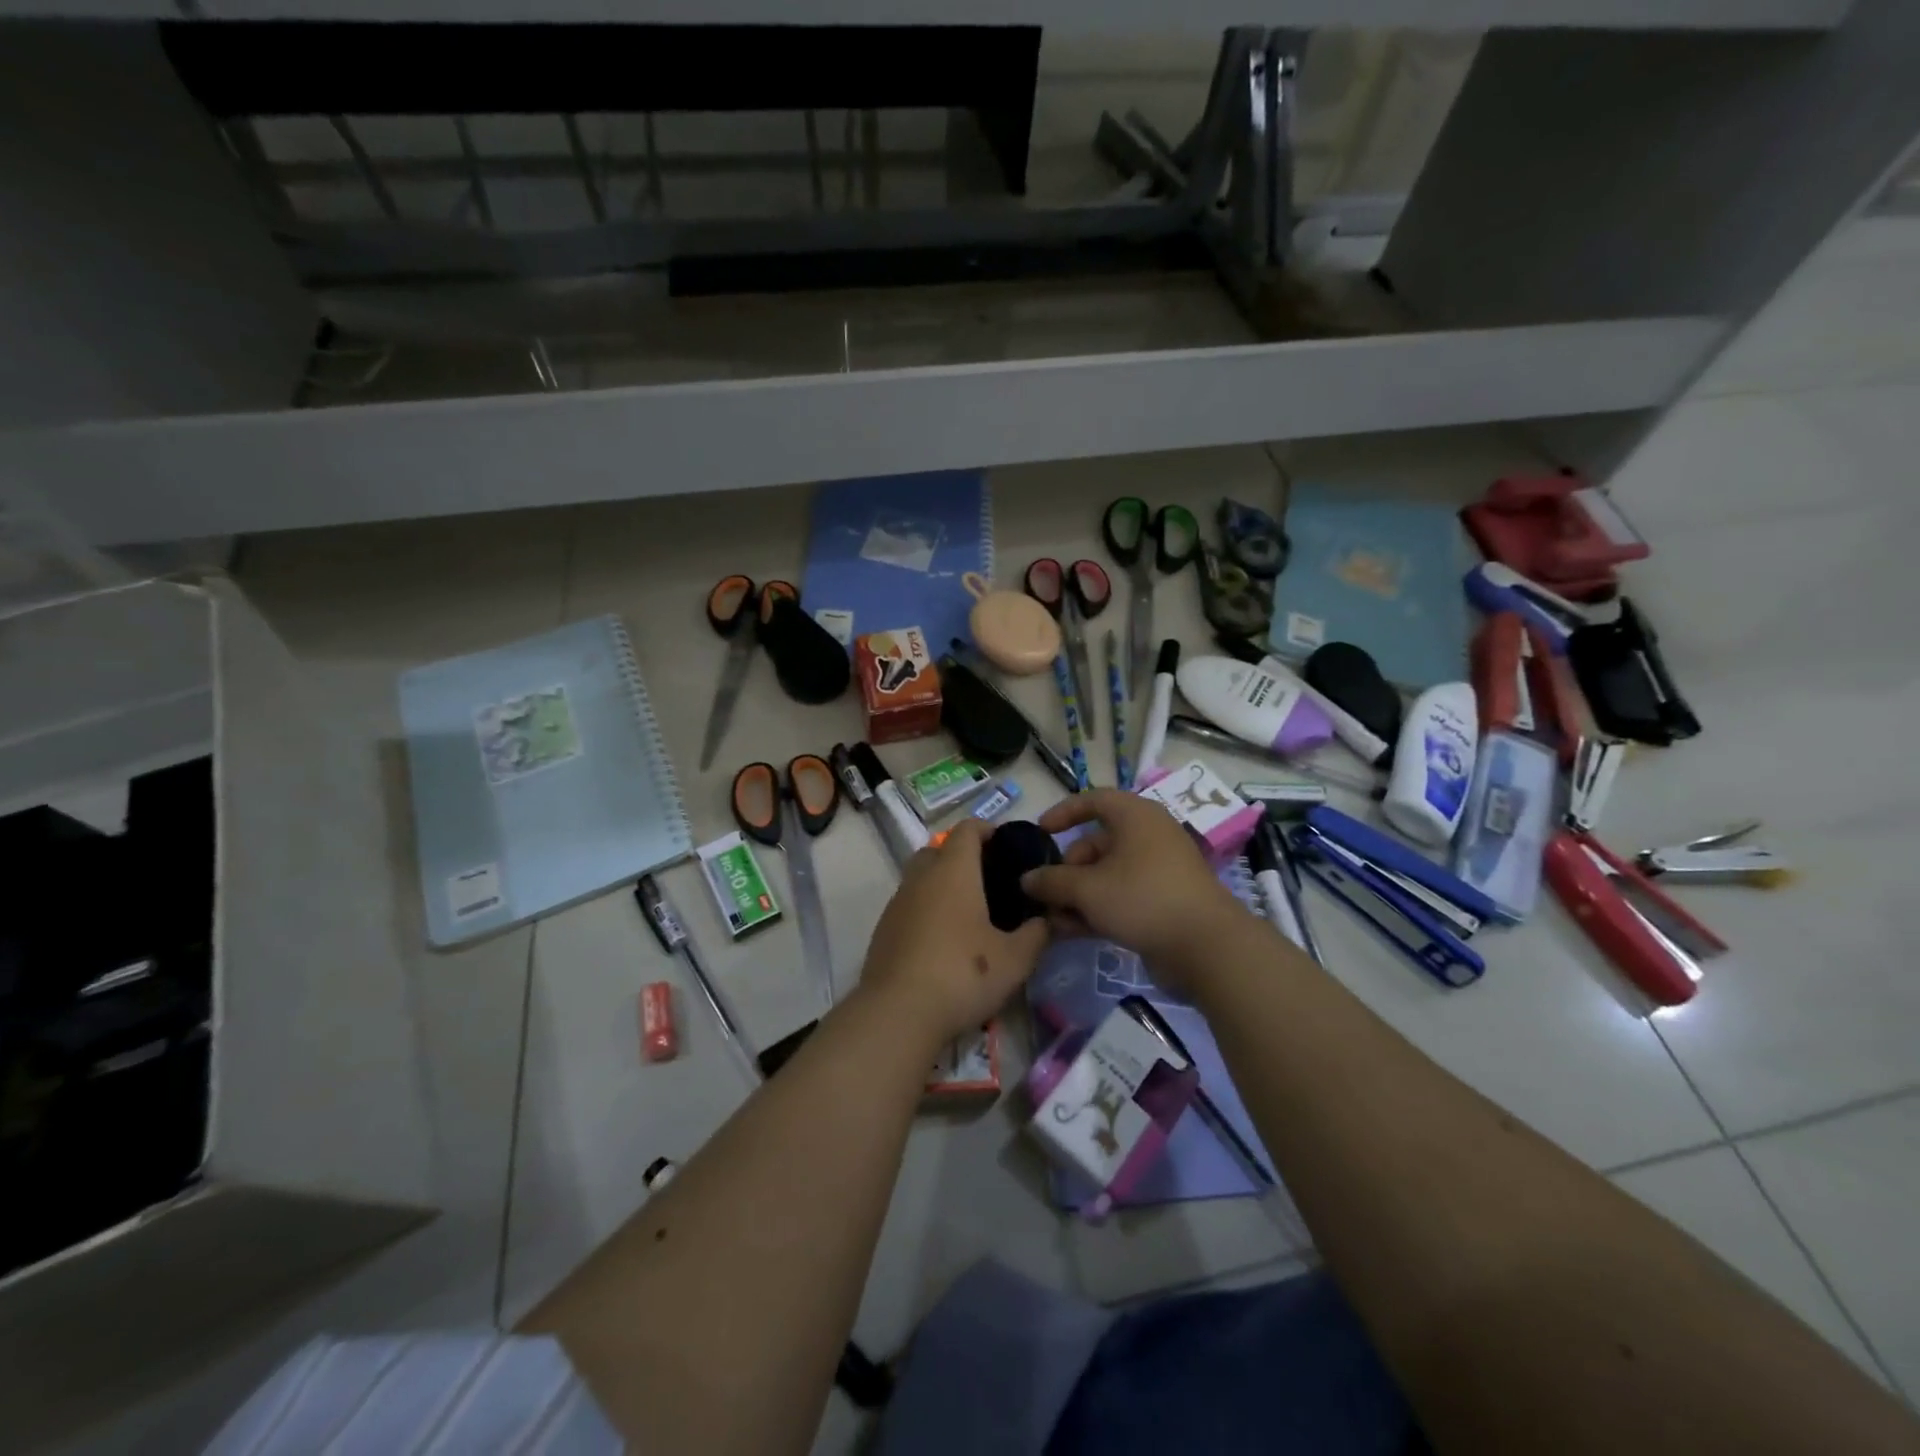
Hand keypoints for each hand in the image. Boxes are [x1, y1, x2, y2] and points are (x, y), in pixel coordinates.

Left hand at [858, 819, 1049, 1048]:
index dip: (987, 829)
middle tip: (988, 880)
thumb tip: (1045, 920)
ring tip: (968, 914)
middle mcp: (921, 878)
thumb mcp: (1015, 959)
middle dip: (961, 856)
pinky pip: (908, 906)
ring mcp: (897, 903)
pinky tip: (942, 941)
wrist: (898, 1012)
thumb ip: (1036, 934)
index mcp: (953, 871)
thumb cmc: (963, 974)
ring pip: (920, 878)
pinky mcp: (883, 930)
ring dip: (941, 885)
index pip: (967, 830)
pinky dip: (925, 911)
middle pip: (938, 850)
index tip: (1006, 844)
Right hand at [1021, 789, 1243, 986]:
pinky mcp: (1162, 902)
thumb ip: (1052, 881)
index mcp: (1135, 816)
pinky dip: (1097, 909)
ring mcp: (1157, 871)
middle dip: (1066, 869)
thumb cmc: (1142, 898)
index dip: (1064, 813)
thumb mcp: (1088, 888)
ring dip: (1076, 895)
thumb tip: (1027, 880)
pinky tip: (1072, 932)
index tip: (1040, 833)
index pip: (1094, 800)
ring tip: (1052, 920)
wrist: (1206, 947)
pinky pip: (1121, 897)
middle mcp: (1148, 837)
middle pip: (1096, 844)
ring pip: (1107, 875)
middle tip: (1045, 893)